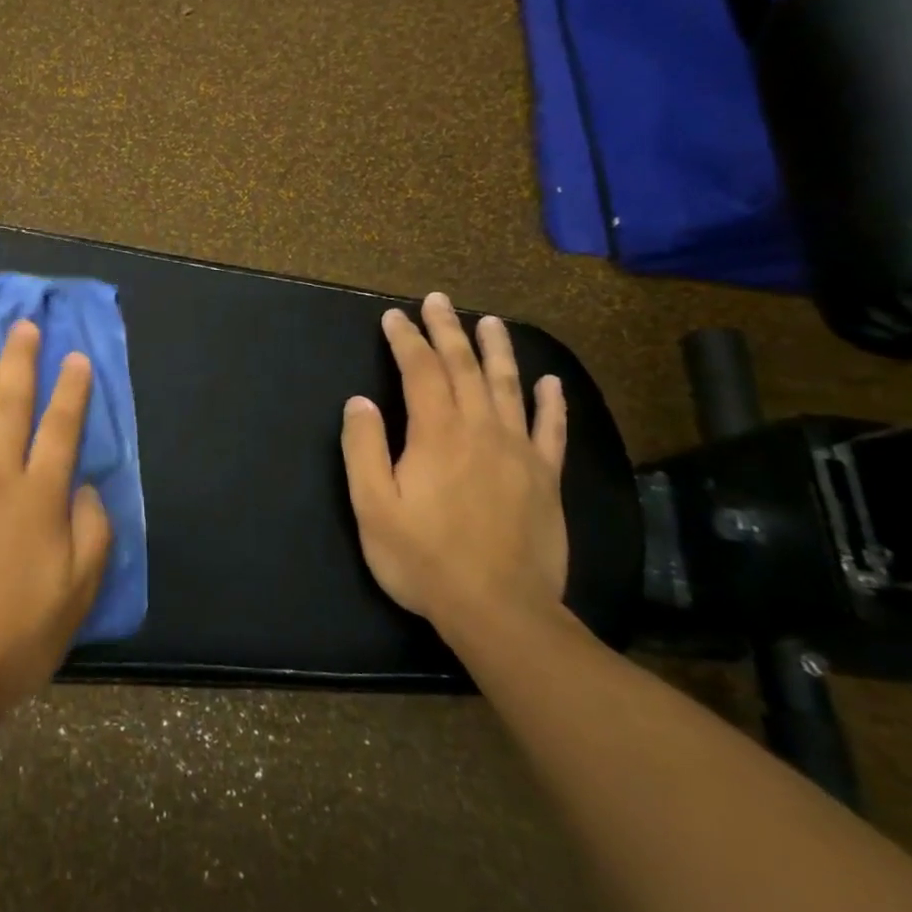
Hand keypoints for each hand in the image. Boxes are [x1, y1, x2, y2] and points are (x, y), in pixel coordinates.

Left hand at [0, 320, 111, 717]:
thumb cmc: (15, 636)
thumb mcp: (78, 592)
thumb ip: (92, 532)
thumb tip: (85, 486)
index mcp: (40, 497)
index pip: (61, 428)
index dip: (71, 390)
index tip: (75, 357)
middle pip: (10, 405)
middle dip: (20, 361)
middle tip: (23, 326)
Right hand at [340, 292, 569, 636]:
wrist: (499, 610)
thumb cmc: (424, 558)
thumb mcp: (373, 506)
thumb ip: (364, 449)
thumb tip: (360, 401)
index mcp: (437, 434)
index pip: (420, 371)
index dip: (406, 340)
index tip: (394, 317)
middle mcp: (481, 430)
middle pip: (465, 367)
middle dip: (448, 330)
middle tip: (439, 300)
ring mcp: (519, 452)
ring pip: (508, 386)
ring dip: (497, 350)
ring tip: (490, 321)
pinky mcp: (545, 477)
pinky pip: (551, 429)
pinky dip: (550, 402)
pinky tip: (549, 381)